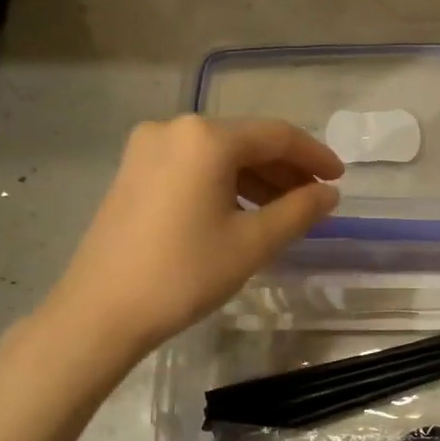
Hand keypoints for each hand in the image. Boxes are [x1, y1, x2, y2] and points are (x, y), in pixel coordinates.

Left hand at [47, 115, 342, 357]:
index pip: (276, 135)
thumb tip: (329, 193)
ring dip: (255, 178)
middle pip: (245, 141)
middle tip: (315, 199)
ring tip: (284, 211)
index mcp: (205, 138)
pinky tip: (241, 212)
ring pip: (218, 155)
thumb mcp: (252, 243)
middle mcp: (174, 129)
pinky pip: (192, 167)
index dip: (314, 155)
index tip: (339, 178)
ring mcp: (147, 148)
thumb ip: (298, 211)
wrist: (100, 312)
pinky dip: (223, 184)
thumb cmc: (183, 274)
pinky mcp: (132, 172)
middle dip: (285, 169)